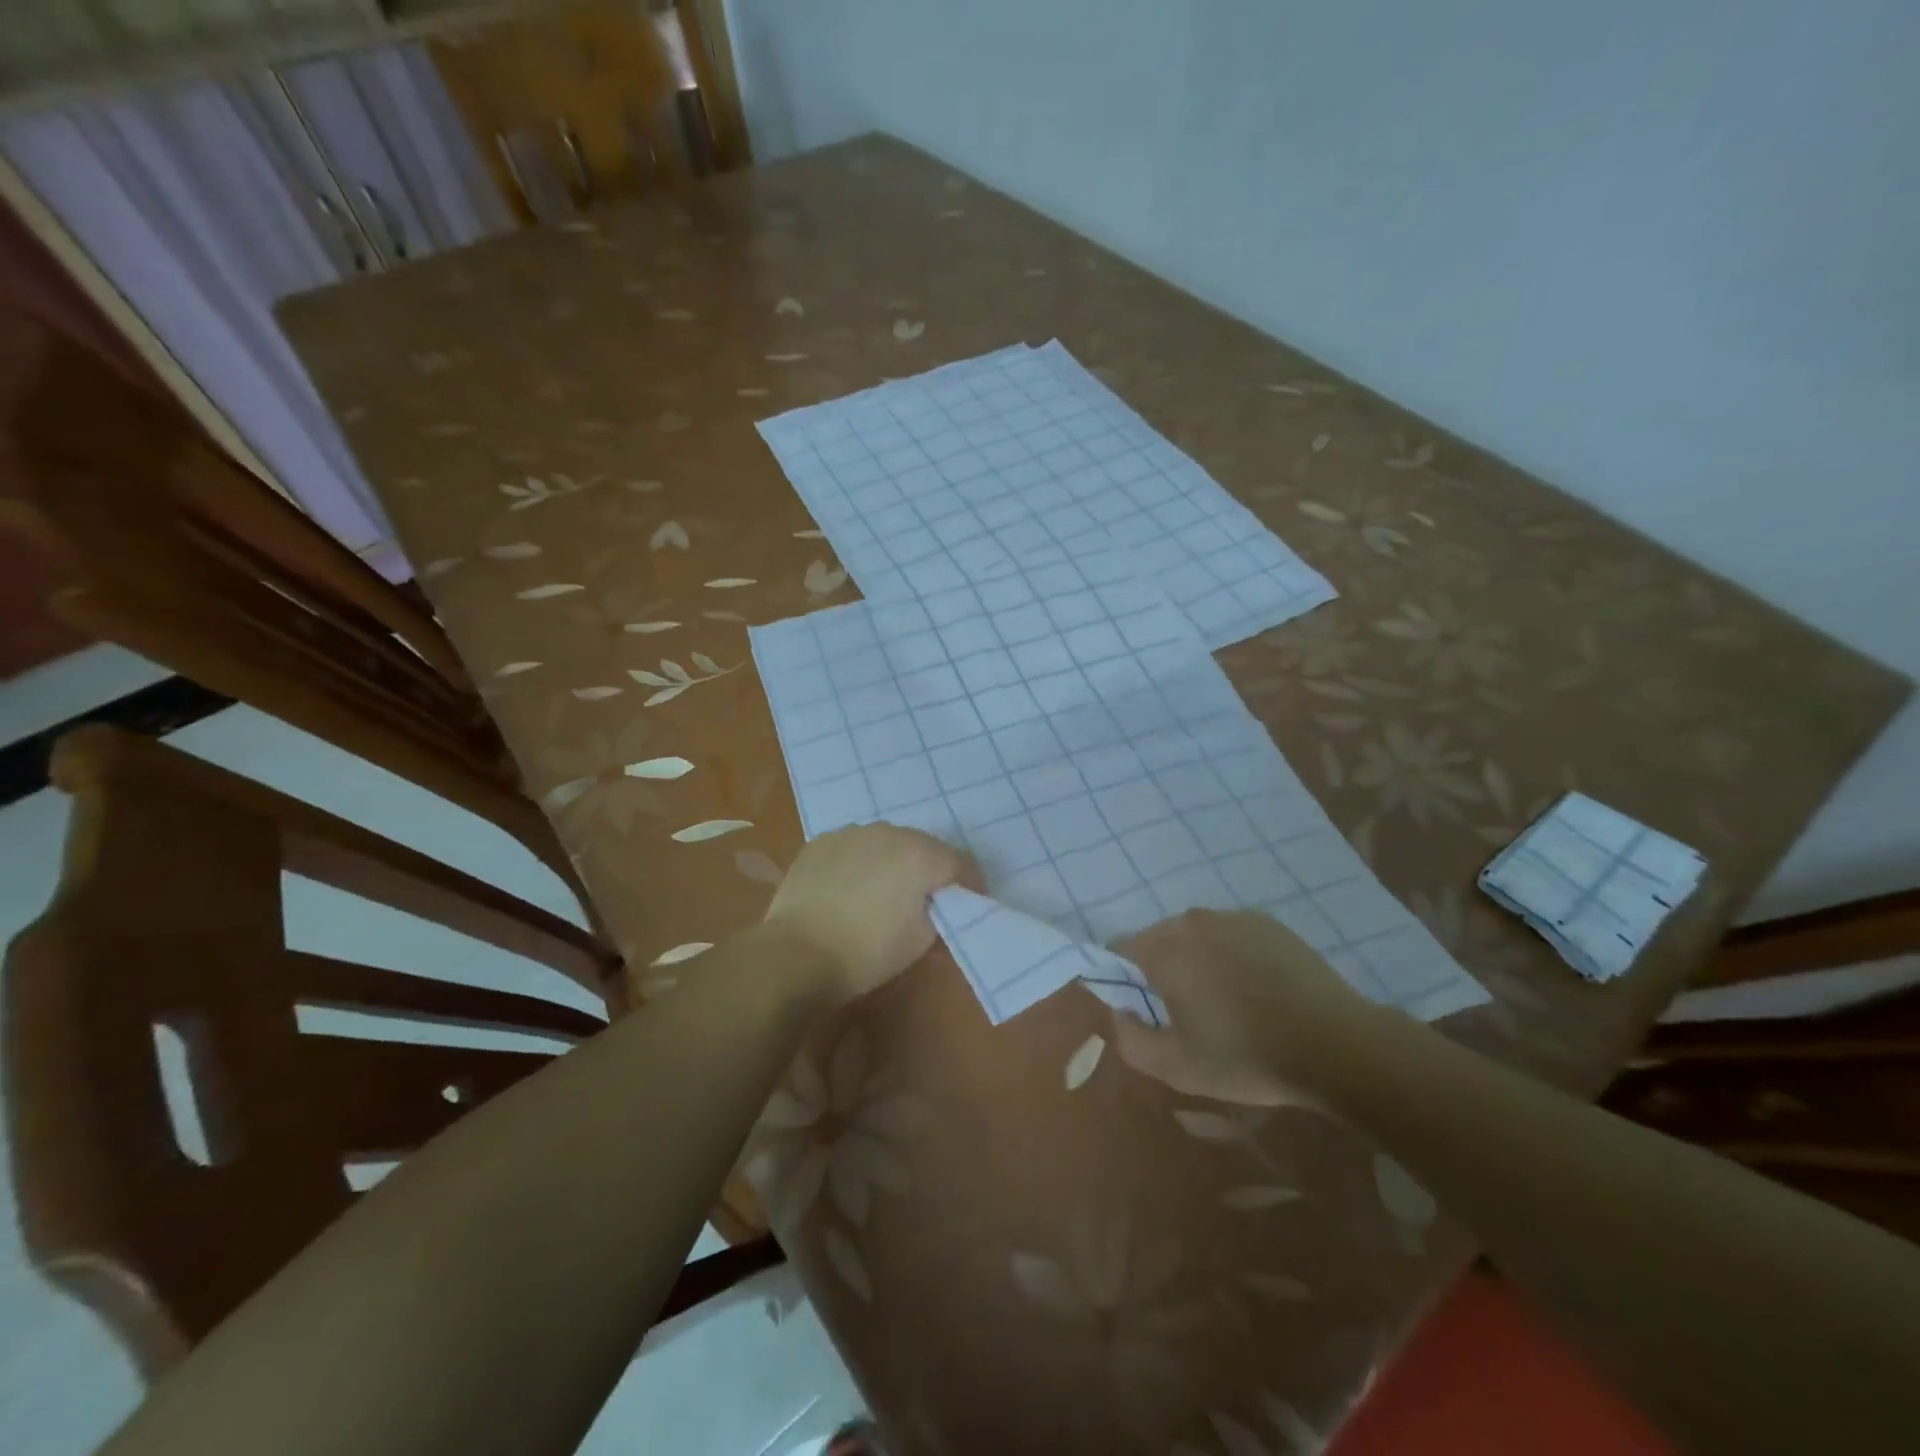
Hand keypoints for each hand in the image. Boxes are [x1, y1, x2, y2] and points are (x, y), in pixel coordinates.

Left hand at [763, 824, 970, 1004]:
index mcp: (921, 855)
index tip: (972, 901)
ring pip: (886, 843)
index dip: (971, 884)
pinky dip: (860, 862)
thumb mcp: (921, 940)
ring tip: (884, 891)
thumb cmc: (868, 952)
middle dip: (931, 870)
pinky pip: (854, 847)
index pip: (961, 863)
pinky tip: (850, 888)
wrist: (797, 954)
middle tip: (927, 898)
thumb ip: (939, 913)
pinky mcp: (821, 842)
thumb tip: (936, 904)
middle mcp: (889, 832)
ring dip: (893, 862)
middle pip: (923, 847)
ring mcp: (851, 833)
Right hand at [1107, 909, 1385, 1106]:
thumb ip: (1130, 1040)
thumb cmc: (1247, 1057)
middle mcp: (1193, 921)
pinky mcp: (1267, 922)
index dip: (1121, 977)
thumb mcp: (1178, 1068)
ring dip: (1196, 959)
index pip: (1119, 947)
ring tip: (1223, 1000)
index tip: (1140, 1008)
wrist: (1335, 1044)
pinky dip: (1229, 954)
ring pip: (1195, 935)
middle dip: (1160, 968)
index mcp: (1164, 949)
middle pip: (1157, 938)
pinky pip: (1229, 934)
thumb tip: (1118, 1011)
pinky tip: (1254, 988)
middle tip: (1183, 1010)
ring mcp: (1233, 917)